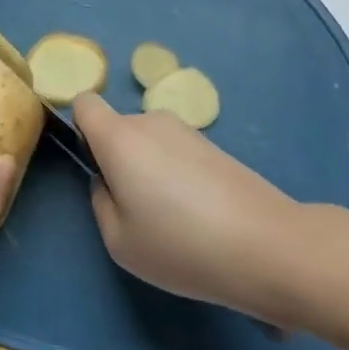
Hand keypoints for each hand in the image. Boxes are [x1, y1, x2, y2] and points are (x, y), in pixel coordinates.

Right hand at [74, 93, 299, 321]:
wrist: (267, 245)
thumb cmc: (181, 245)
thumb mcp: (119, 241)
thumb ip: (101, 202)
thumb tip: (108, 181)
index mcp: (119, 137)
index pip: (85, 104)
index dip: (81, 130)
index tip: (93, 166)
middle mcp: (150, 121)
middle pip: (119, 128)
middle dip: (118, 160)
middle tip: (136, 210)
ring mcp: (187, 130)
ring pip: (149, 143)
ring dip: (150, 170)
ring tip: (175, 220)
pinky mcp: (215, 146)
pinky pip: (177, 153)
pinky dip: (178, 177)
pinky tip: (201, 217)